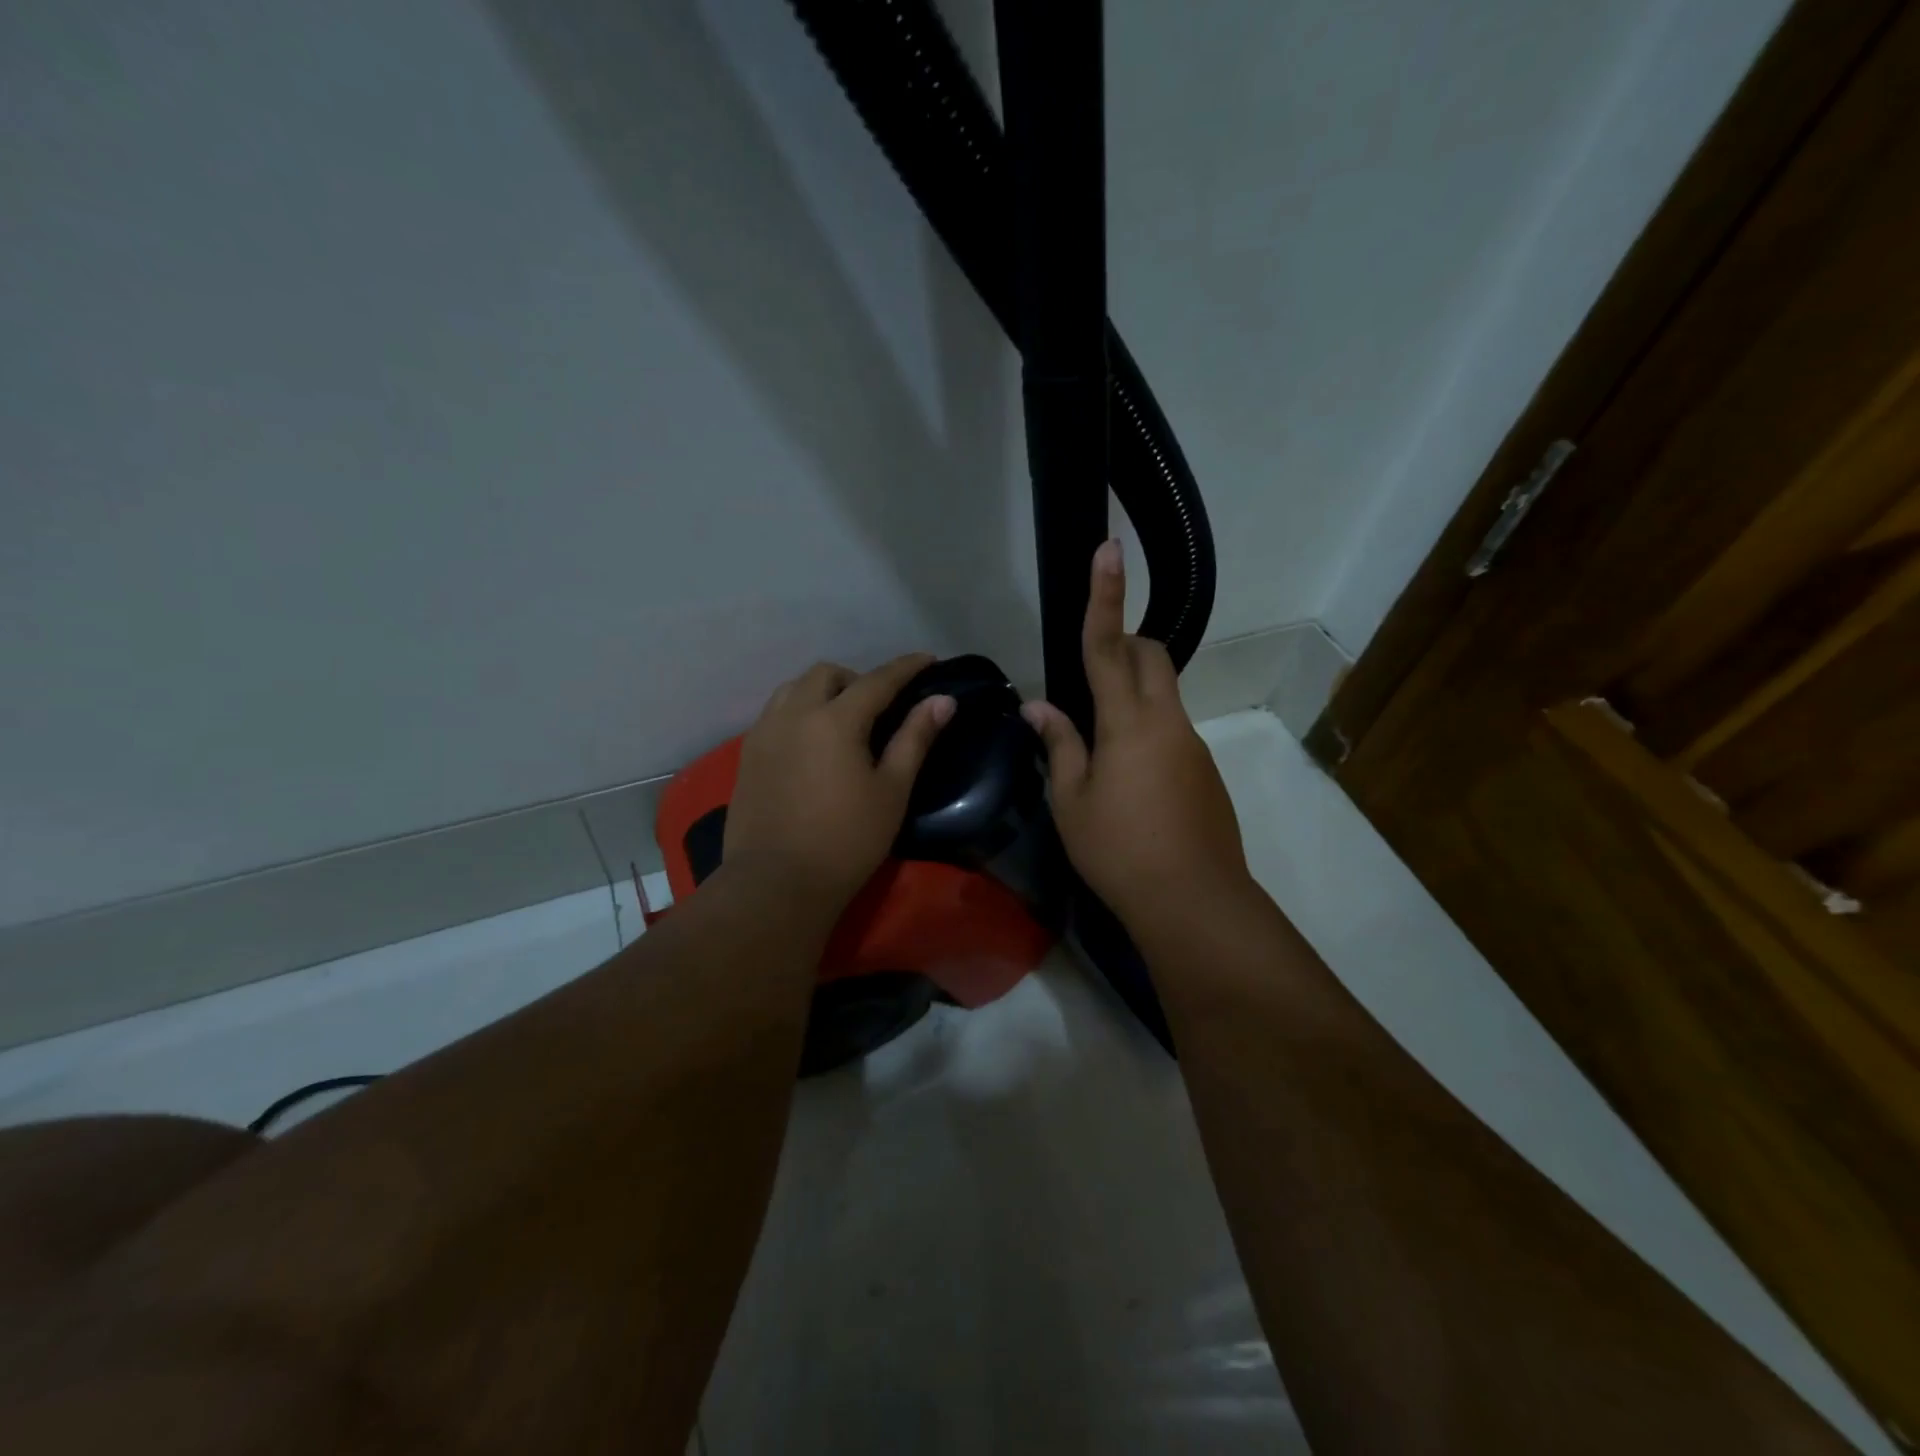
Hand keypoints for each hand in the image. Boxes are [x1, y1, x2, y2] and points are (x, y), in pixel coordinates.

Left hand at [725, 654, 954, 909]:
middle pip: (827, 674)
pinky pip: (775, 713)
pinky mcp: (747, 755)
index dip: (905, 668)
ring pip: (794, 688)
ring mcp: (764, 733)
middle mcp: (794, 714)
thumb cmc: (846, 840)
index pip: (877, 680)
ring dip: (822, 690)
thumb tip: (942, 701)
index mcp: (834, 720)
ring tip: (842, 720)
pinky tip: (810, 742)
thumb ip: (915, 738)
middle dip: (857, 679)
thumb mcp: (891, 790)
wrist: (776, 884)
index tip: (928, 659)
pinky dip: (798, 710)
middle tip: (879, 707)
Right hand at [1022, 541, 1250, 925]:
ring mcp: (1192, 743)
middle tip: (1088, 674)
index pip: (1108, 645)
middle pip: (1150, 655)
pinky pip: (1171, 727)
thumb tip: (1038, 706)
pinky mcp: (1204, 768)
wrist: (1193, 901)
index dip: (1105, 596)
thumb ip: (1059, 745)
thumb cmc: (1119, 850)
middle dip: (1123, 643)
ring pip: (1162, 692)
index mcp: (1128, 722)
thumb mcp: (1071, 802)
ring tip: (1098, 745)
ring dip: (1131, 692)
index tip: (1109, 549)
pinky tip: (1127, 779)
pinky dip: (1145, 729)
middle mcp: (1167, 720)